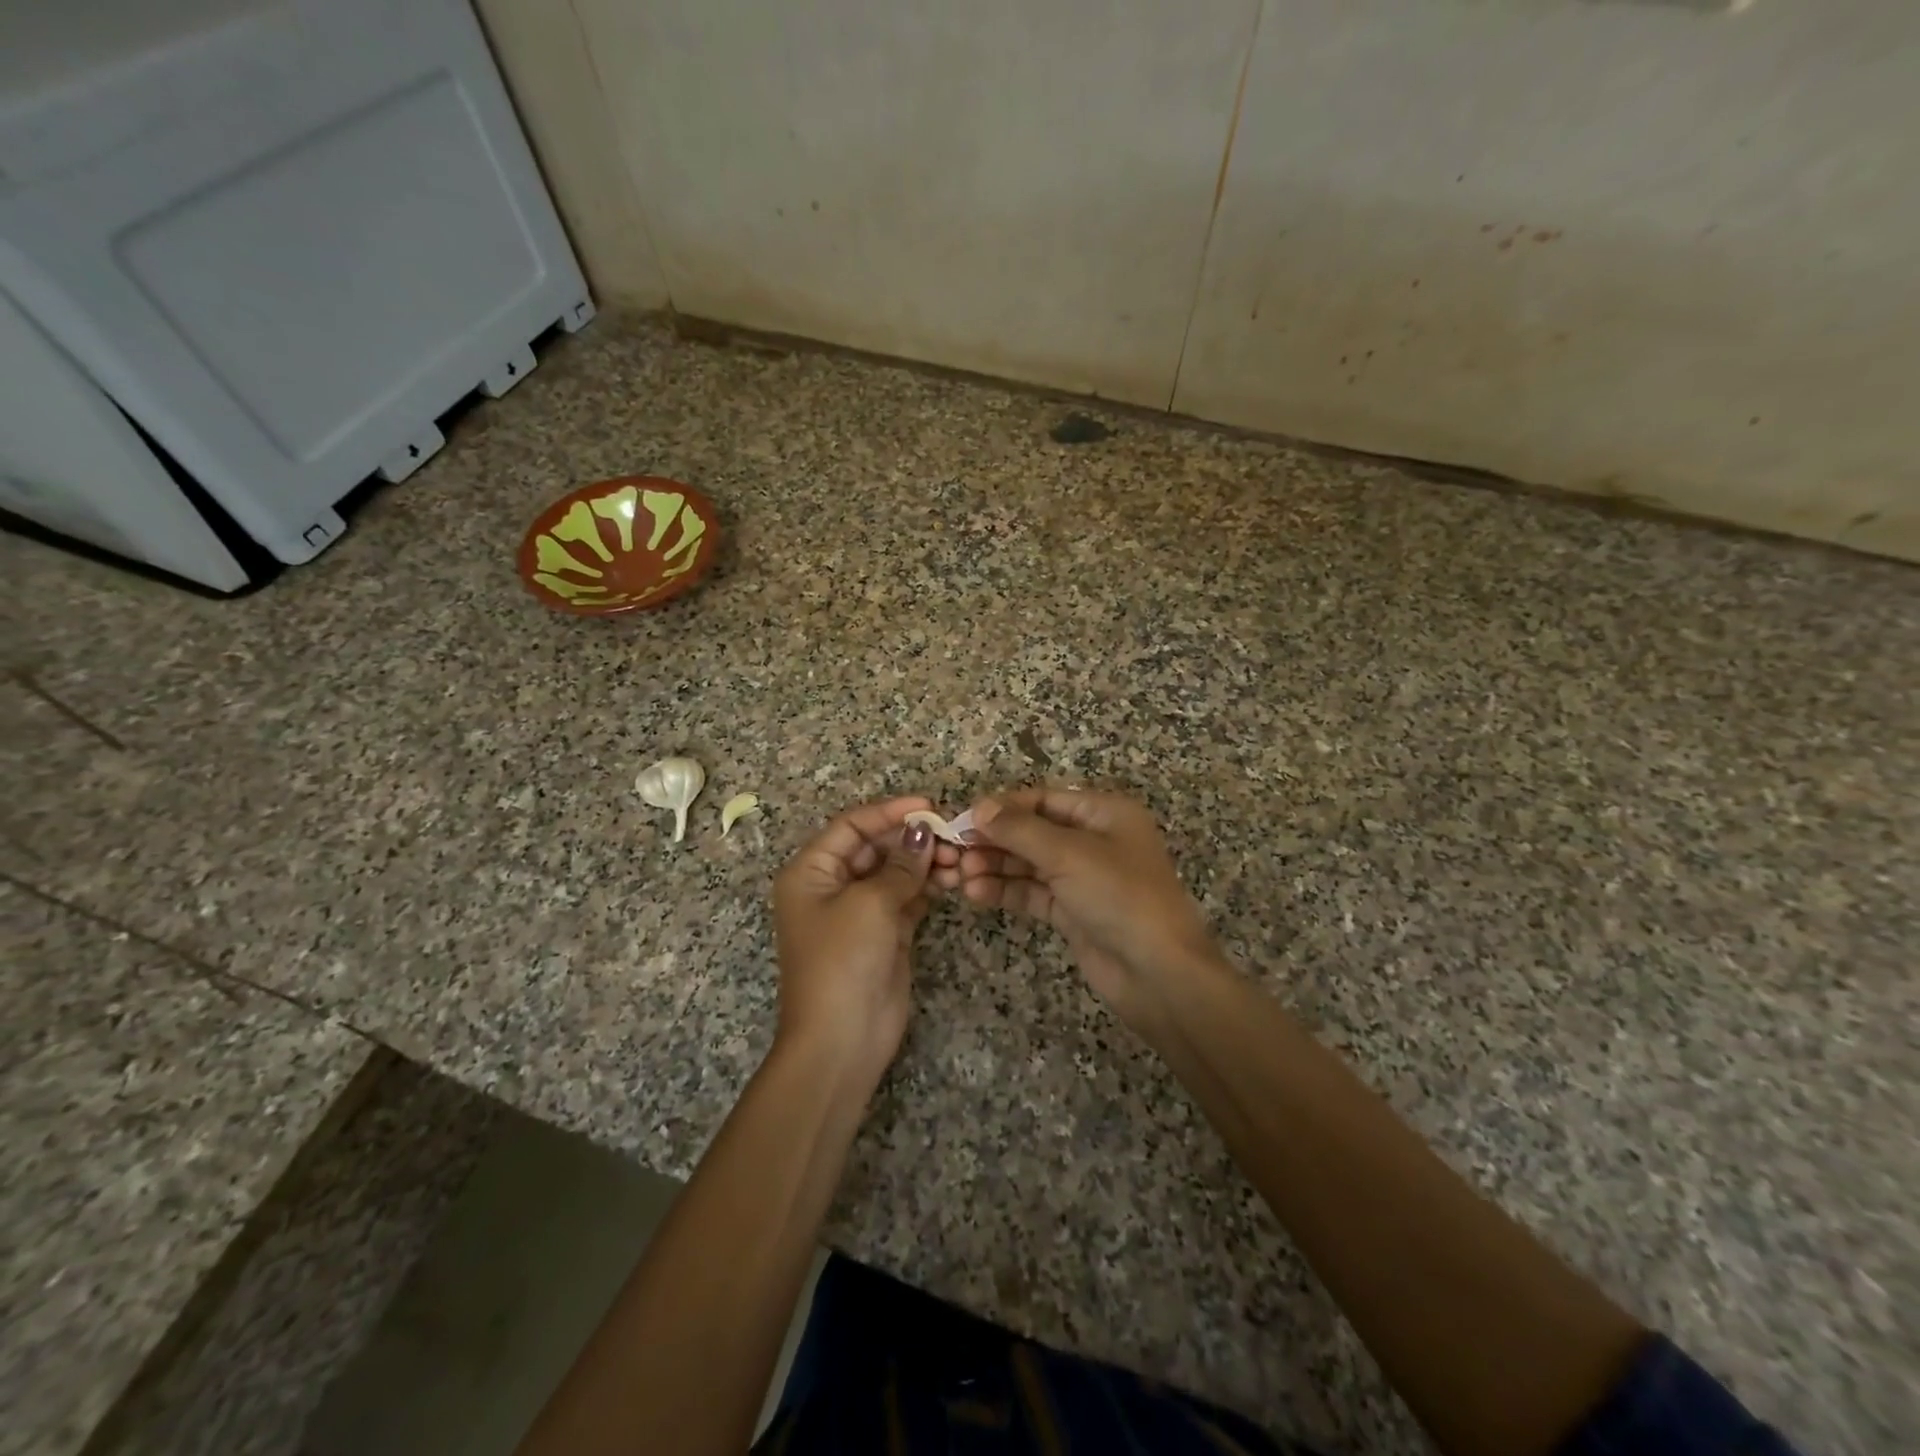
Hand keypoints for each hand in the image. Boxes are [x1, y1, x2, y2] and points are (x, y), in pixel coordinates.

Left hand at [772, 797, 956, 1089]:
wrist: (842, 1041)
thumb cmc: (843, 961)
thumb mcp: (870, 904)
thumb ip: (900, 865)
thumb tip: (924, 831)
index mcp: (811, 871)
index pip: (851, 826)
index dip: (889, 812)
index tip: (929, 805)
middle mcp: (832, 886)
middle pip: (875, 847)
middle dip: (912, 839)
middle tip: (953, 835)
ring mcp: (859, 911)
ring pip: (895, 872)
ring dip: (924, 863)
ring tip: (959, 859)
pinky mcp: (884, 934)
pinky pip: (907, 898)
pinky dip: (928, 887)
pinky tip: (953, 878)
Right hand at [957, 788, 1224, 1037]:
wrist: (1159, 974)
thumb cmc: (1120, 897)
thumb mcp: (1069, 854)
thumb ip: (1020, 830)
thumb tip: (980, 807)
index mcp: (1104, 812)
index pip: (1042, 800)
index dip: (1002, 808)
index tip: (962, 819)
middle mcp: (1093, 840)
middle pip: (1032, 831)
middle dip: (993, 841)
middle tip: (953, 852)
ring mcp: (1082, 877)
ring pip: (1028, 863)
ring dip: (994, 867)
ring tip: (959, 876)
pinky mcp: (1072, 911)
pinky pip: (1032, 892)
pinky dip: (1005, 891)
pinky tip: (975, 893)